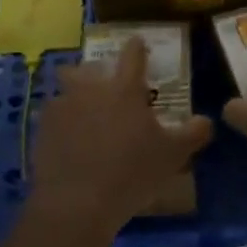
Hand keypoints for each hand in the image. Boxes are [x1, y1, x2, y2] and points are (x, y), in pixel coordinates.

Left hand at [30, 38, 211, 238]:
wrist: (76, 202)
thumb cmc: (131, 172)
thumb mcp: (173, 155)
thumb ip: (193, 133)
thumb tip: (205, 120)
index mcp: (123, 88)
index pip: (133, 55)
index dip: (137, 47)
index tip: (138, 43)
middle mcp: (89, 89)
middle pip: (89, 68)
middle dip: (97, 73)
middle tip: (107, 87)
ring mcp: (61, 107)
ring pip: (67, 91)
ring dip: (76, 98)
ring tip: (85, 117)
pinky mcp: (41, 130)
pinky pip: (54, 118)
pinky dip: (63, 125)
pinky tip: (70, 143)